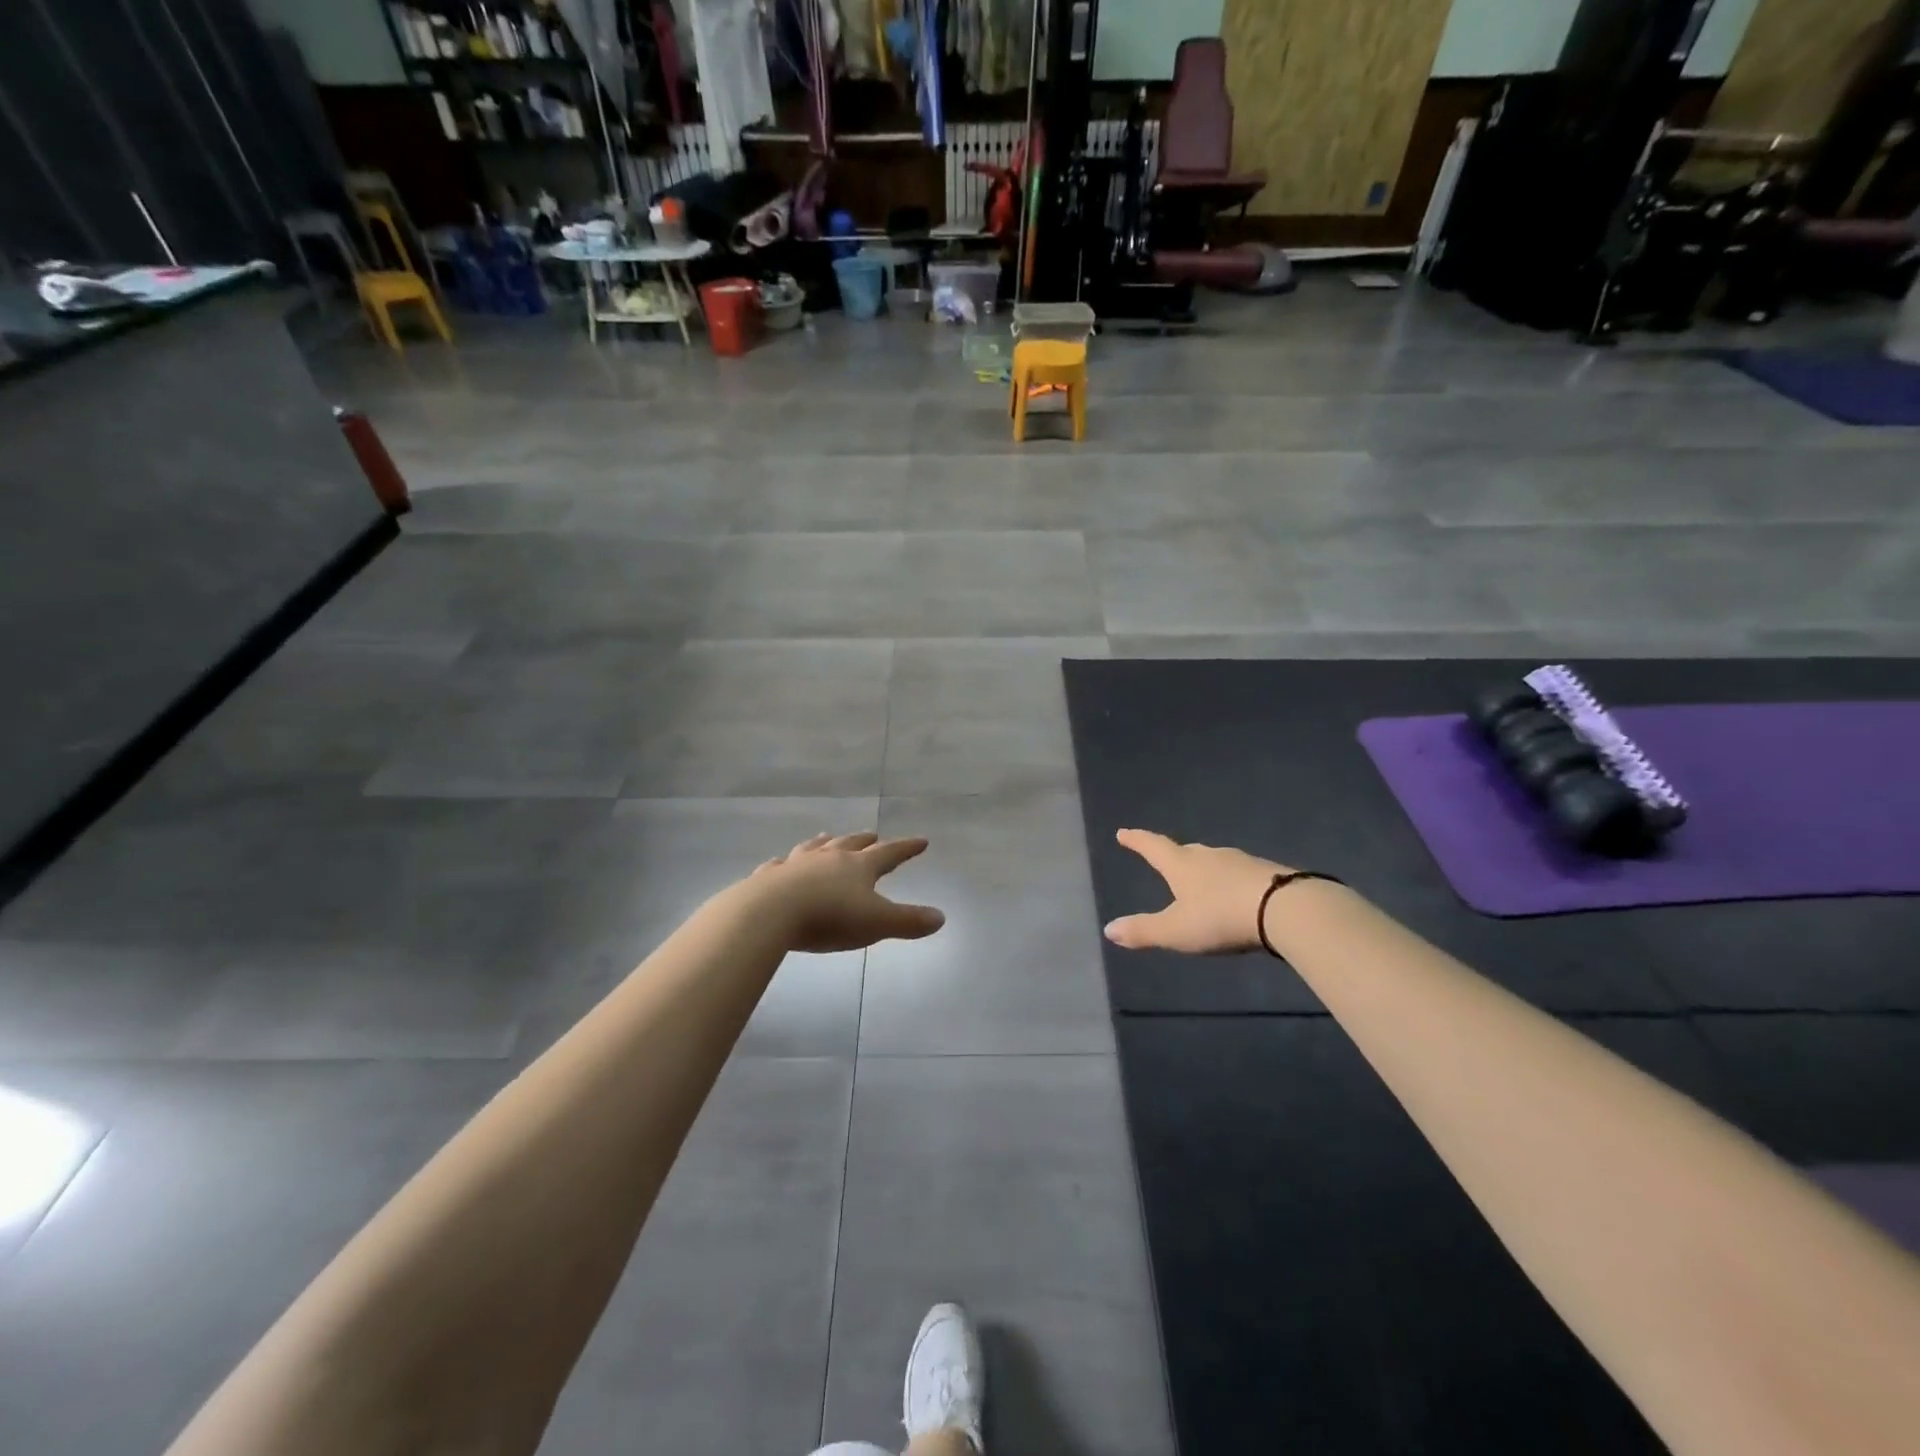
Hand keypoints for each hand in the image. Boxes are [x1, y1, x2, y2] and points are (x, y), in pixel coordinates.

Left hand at [746, 832, 945, 952]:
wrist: (771, 913)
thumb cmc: (830, 918)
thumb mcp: (877, 923)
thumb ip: (909, 921)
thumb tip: (940, 918)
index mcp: (859, 866)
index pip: (890, 853)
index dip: (907, 848)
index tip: (921, 841)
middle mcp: (829, 857)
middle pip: (851, 843)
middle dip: (865, 840)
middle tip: (873, 835)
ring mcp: (796, 864)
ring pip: (815, 847)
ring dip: (825, 842)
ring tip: (829, 836)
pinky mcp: (769, 876)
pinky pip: (779, 865)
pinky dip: (785, 864)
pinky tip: (781, 863)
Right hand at [1104, 828, 1289, 954]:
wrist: (1285, 909)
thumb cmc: (1220, 917)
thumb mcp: (1176, 931)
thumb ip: (1143, 931)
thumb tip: (1108, 929)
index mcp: (1182, 865)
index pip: (1153, 847)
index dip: (1137, 841)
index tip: (1124, 832)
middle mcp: (1209, 856)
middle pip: (1186, 851)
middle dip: (1173, 855)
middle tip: (1165, 857)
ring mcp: (1241, 861)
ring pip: (1215, 860)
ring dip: (1205, 867)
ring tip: (1201, 878)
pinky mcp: (1267, 873)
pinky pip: (1240, 873)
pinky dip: (1231, 880)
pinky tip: (1236, 892)